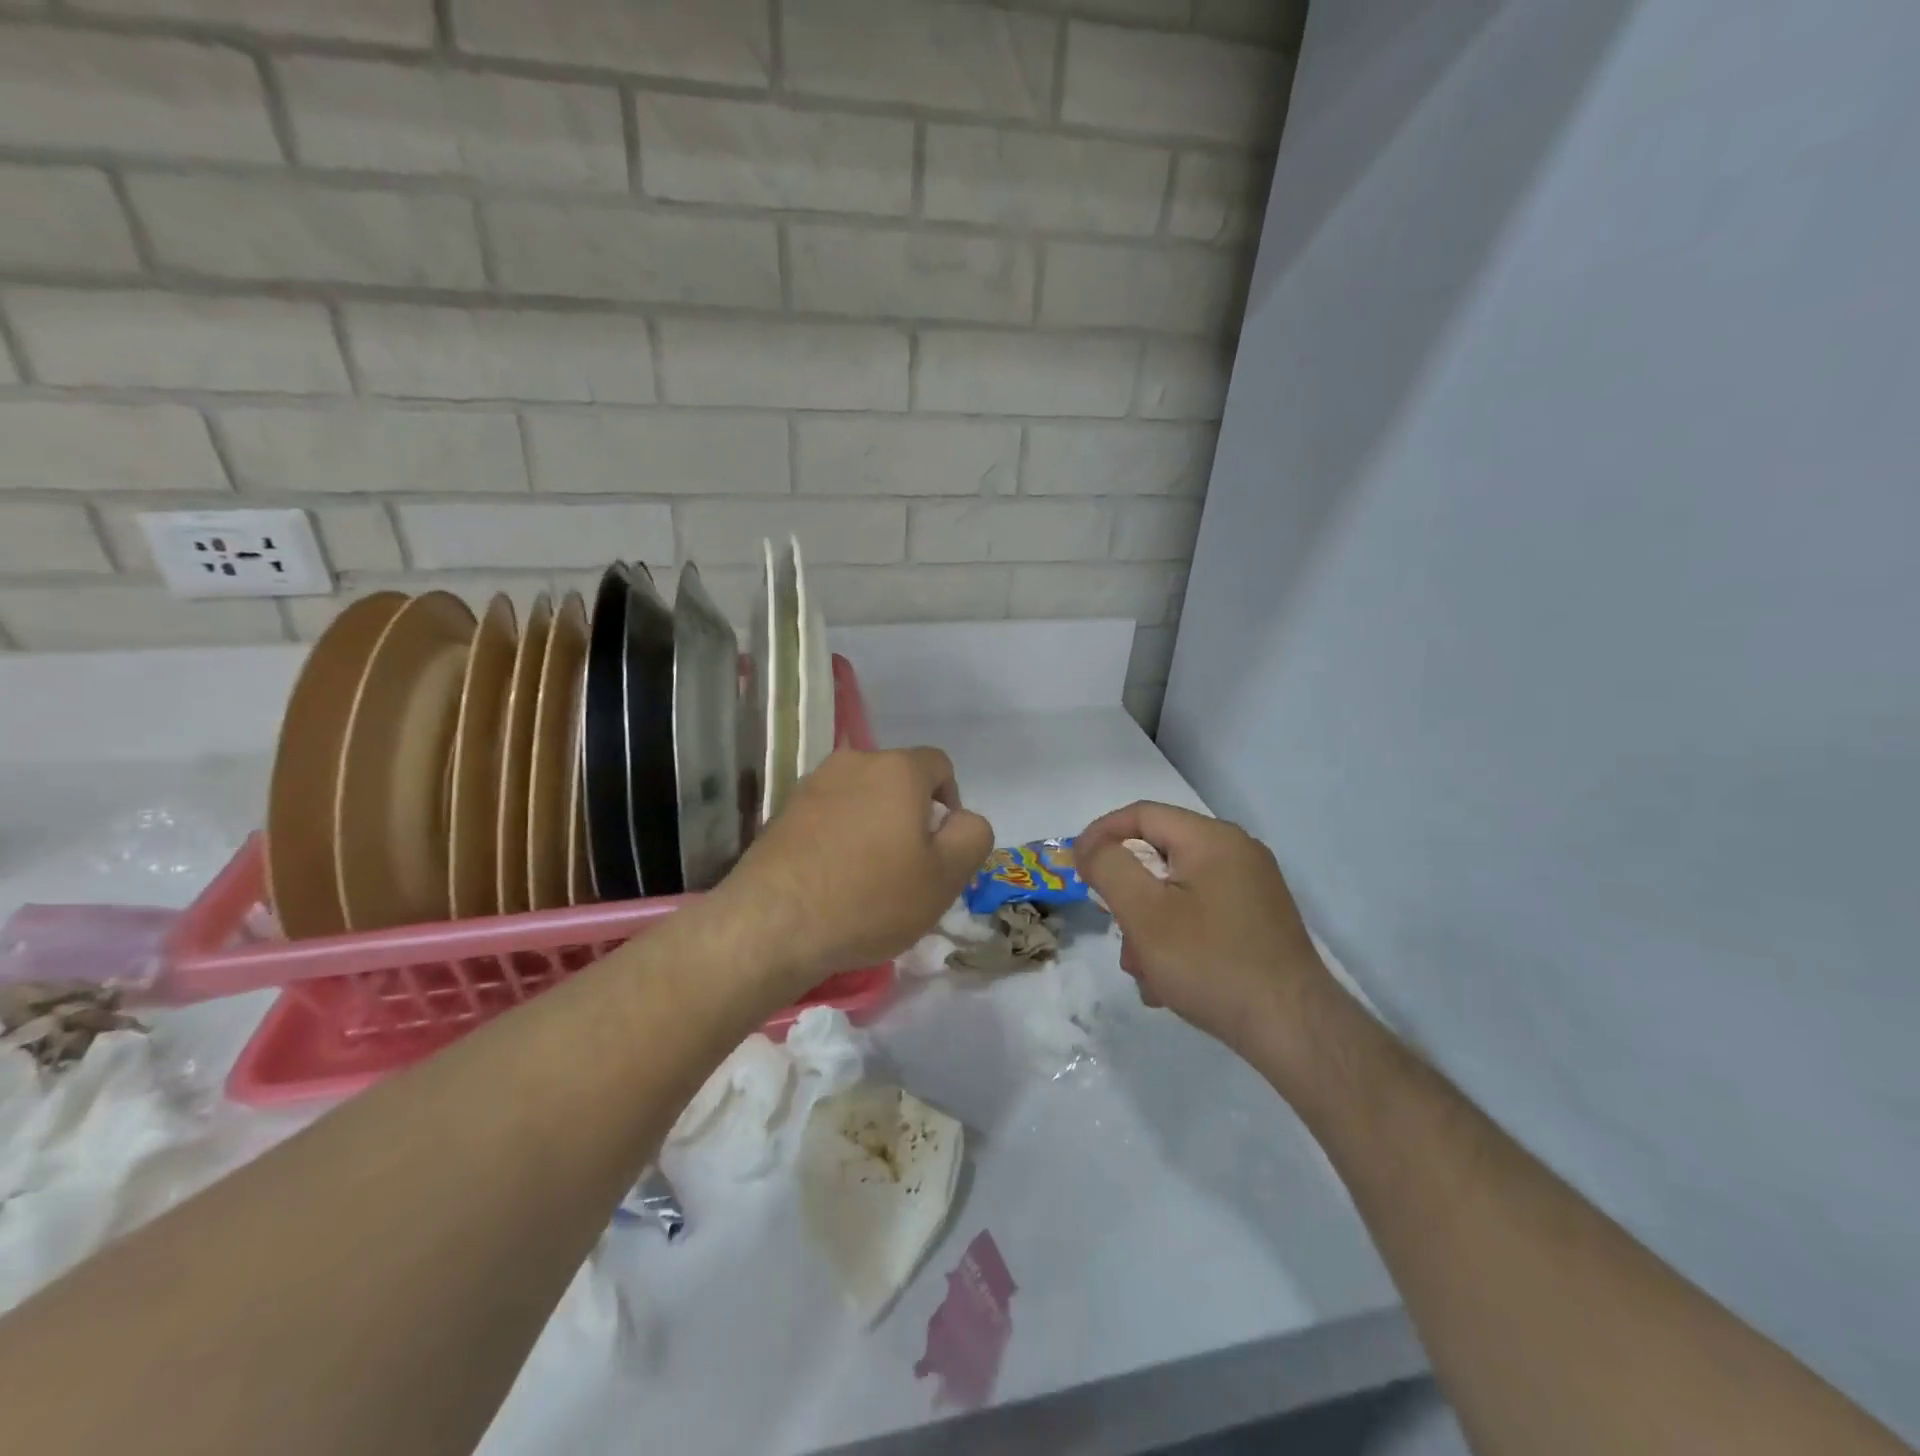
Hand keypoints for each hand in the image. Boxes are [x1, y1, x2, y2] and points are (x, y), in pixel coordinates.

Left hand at [714, 747, 994, 999]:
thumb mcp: (945, 877)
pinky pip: (829, 816)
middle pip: (898, 781)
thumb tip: (962, 819)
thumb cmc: (870, 898)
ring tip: (867, 878)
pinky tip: (833, 880)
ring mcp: (812, 785)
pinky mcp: (782, 812)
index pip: (939, 765)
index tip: (941, 848)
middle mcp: (853, 762)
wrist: (772, 925)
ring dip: (874, 827)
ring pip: (861, 798)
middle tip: (908, 868)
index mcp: (898, 769)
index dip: (950, 803)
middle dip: (911, 816)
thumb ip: (972, 836)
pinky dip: (840, 838)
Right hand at [1077, 802, 1328, 1055]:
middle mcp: (1237, 853)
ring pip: (1177, 892)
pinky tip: (1170, 983)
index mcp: (1213, 839)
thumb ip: (1109, 867)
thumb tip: (1091, 847)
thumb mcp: (1145, 912)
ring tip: (1144, 972)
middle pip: (1159, 856)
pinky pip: (1201, 915)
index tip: (1076, 869)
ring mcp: (1252, 889)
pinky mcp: (1258, 922)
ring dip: (1149, 927)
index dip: (1100, 835)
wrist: (1293, 1030)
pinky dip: (1177, 939)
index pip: (1142, 814)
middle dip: (1128, 896)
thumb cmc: (1210, 963)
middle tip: (1115, 931)